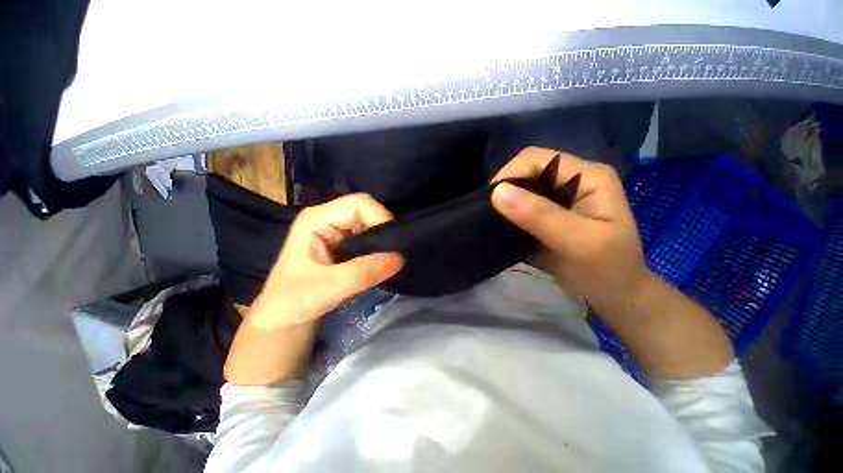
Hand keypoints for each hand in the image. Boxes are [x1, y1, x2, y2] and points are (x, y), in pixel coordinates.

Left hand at [249, 194, 403, 326]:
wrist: (283, 321)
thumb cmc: (292, 302)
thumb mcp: (327, 288)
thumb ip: (363, 272)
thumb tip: (400, 257)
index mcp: (317, 219)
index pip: (359, 204)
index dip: (380, 217)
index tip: (394, 244)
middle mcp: (329, 219)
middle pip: (367, 211)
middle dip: (384, 231)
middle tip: (396, 254)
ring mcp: (337, 232)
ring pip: (371, 225)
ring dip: (384, 241)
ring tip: (392, 259)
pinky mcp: (345, 246)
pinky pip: (370, 239)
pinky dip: (380, 249)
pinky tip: (384, 263)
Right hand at [491, 147, 651, 315]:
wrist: (614, 296)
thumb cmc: (606, 270)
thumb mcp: (577, 242)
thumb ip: (540, 216)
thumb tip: (497, 192)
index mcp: (587, 175)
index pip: (538, 159)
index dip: (510, 174)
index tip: (491, 202)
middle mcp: (572, 179)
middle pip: (526, 170)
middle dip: (505, 189)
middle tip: (491, 214)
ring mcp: (559, 197)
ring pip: (521, 188)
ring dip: (505, 202)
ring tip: (493, 220)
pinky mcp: (548, 213)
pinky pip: (520, 205)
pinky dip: (508, 213)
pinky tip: (502, 225)